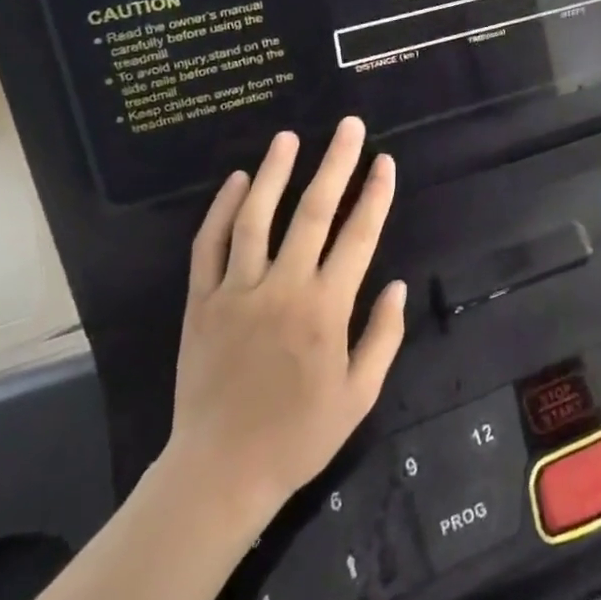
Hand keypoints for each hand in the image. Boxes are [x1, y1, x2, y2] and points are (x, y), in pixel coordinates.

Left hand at [164, 118, 405, 525]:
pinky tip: (235, 181)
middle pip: (313, 212)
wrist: (220, 474)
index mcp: (325, 310)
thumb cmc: (298, 436)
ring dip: (274, 173)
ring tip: (288, 137)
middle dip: (335, 164)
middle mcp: (283, 288)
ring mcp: (238, 292)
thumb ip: (383, 337)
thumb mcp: (358, 397)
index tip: (384, 161)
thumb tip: (399, 284)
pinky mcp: (202, 302)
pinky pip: (209, 246)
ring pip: (256, 218)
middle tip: (348, 125)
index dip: (375, 195)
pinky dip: (221, 210)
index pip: (358, 237)